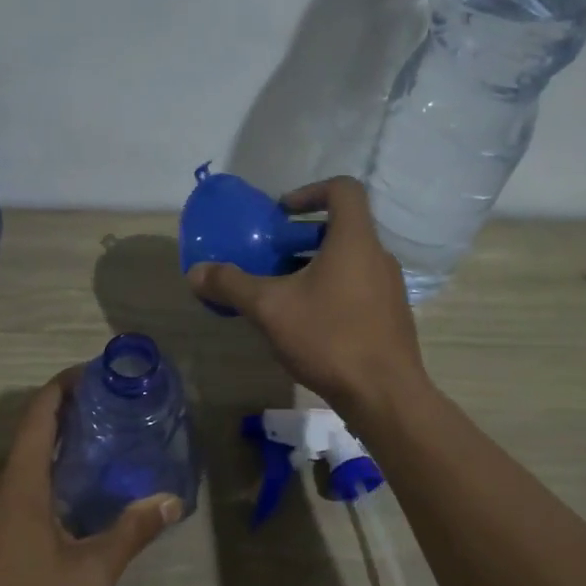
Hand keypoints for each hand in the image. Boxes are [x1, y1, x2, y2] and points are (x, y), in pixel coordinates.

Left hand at [0, 372, 179, 585]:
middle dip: (61, 420)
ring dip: (47, 452)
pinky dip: (32, 478)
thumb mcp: (91, 575)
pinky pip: (4, 489)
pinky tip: (61, 501)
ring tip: (91, 455)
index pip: (36, 416)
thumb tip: (171, 501)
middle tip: (106, 419)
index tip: (90, 374)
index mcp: (16, 486)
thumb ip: (131, 532)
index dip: (61, 387)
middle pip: (24, 436)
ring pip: (13, 465)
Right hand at [186, 176, 425, 420]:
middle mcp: (378, 256)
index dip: (310, 191)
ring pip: (349, 261)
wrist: (384, 395)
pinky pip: (357, 287)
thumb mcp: (270, 309)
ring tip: (283, 292)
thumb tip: (195, 273)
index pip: (343, 189)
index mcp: (355, 241)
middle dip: (302, 237)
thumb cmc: (329, 338)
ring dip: (315, 266)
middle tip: (271, 256)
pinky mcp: (390, 316)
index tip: (282, 213)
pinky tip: (307, 323)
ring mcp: (389, 288)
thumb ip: (232, 285)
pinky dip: (331, 290)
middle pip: (342, 228)